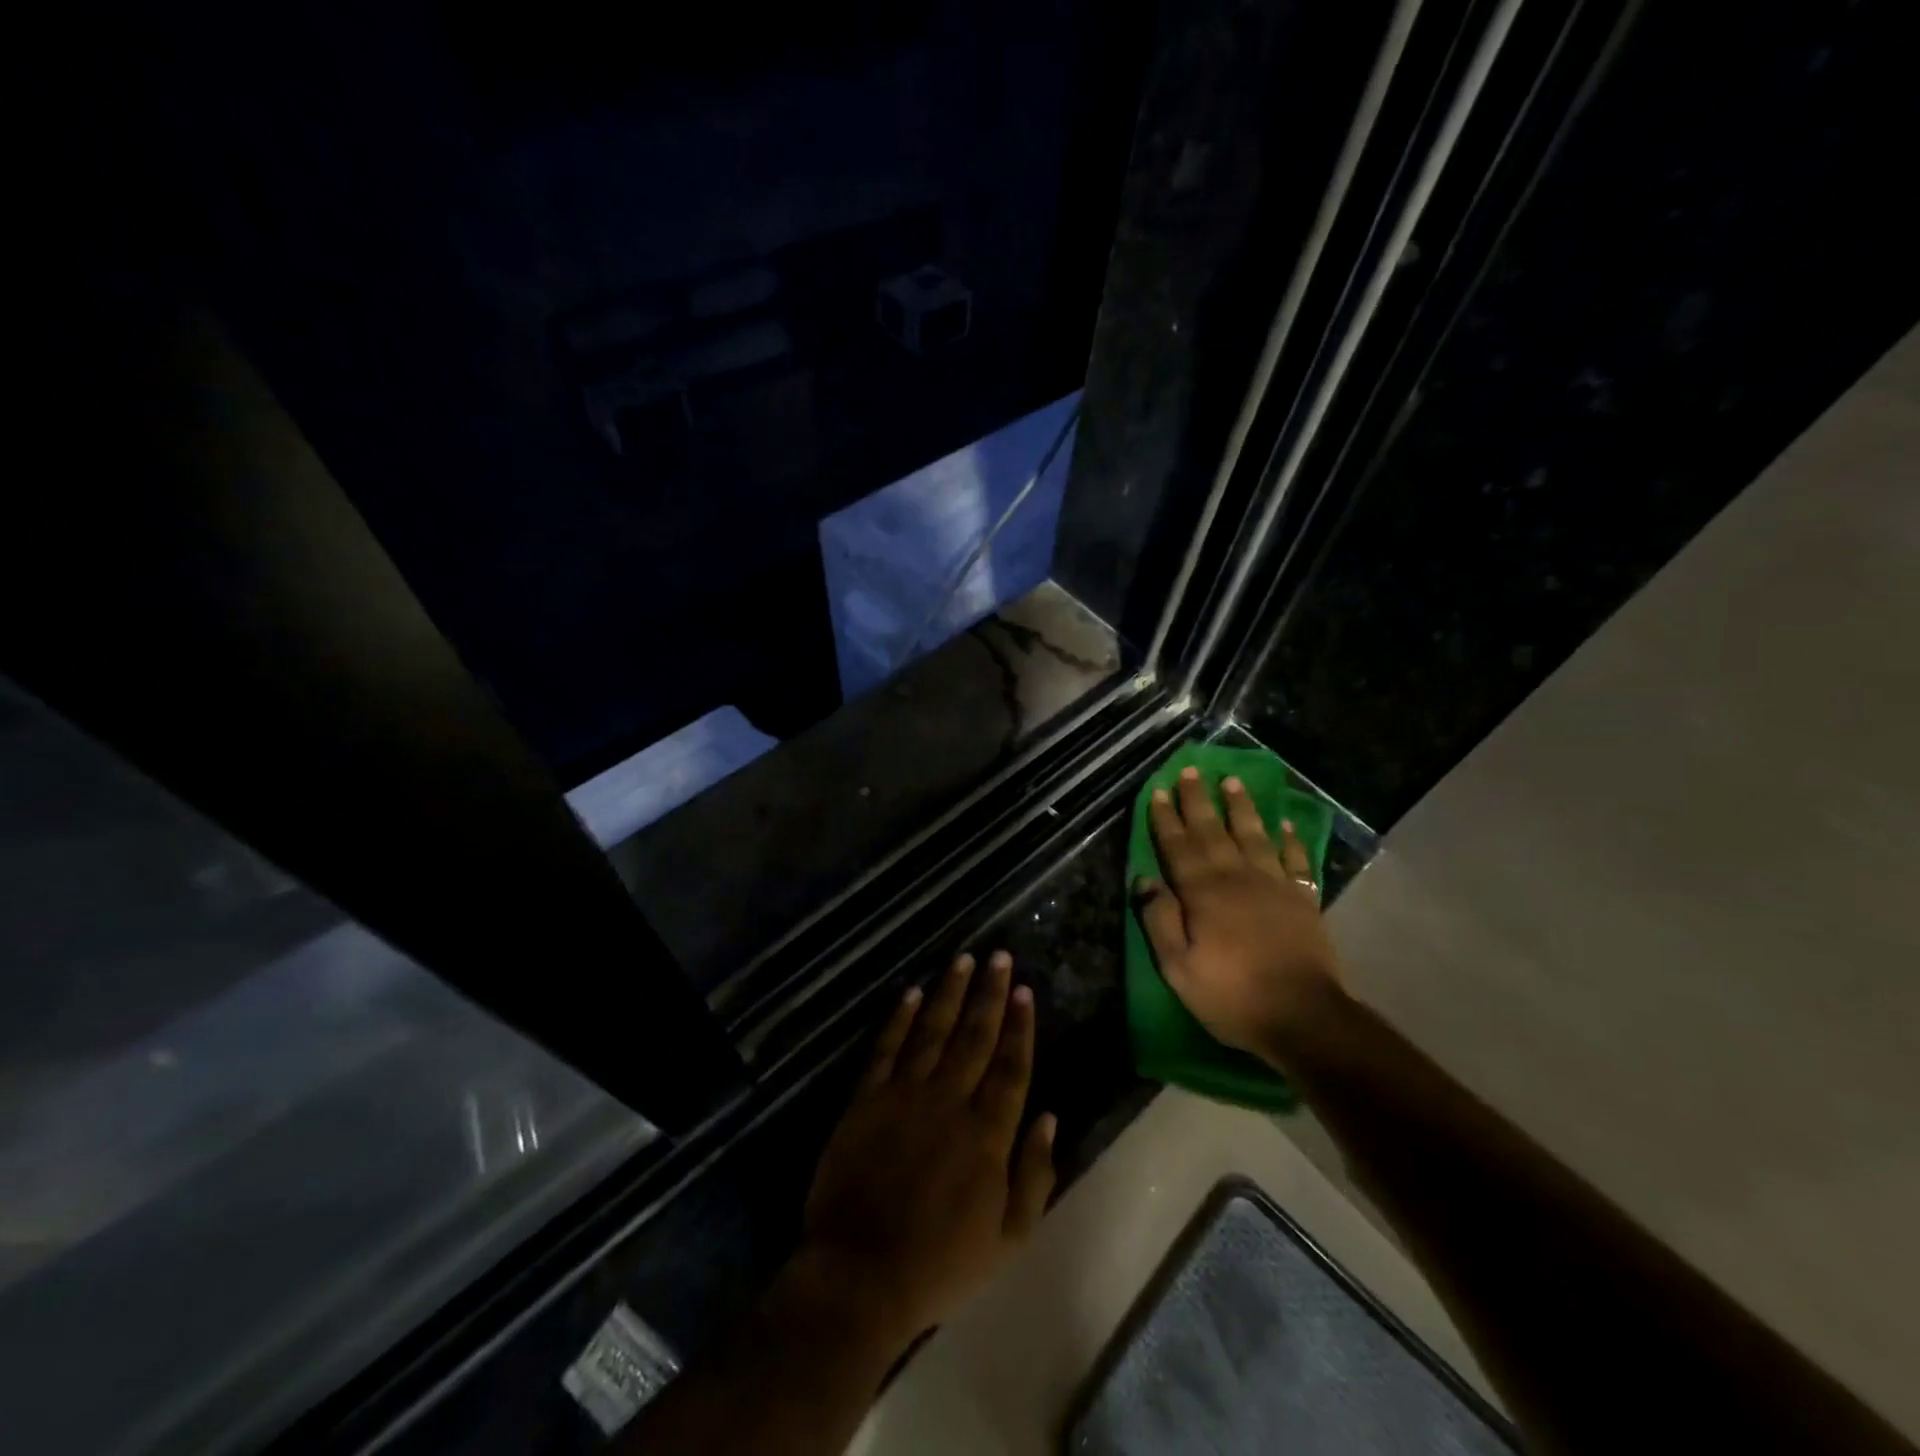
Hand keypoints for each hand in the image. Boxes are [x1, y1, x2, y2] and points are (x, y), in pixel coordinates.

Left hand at [794, 951, 1056, 1355]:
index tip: (1026, 990)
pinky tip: (912, 992)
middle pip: (975, 1036)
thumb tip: (1050, 1116)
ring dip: (949, 992)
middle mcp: (949, 1101)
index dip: (1020, 1026)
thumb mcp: (1008, 1238)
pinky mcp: (866, 1099)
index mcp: (987, 1133)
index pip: (1010, 1066)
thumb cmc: (940, 1264)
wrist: (860, 1275)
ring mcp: (904, 1095)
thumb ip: (1034, 1175)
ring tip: (963, 959)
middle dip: (990, 994)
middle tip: (1000, 956)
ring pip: (933, 1031)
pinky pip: (886, 1048)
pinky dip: (900, 1018)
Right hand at [1138, 766, 1345, 1059]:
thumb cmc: (1232, 995)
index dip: (1167, 819)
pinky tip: (1286, 824)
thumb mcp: (1179, 969)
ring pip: (1254, 836)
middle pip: (1213, 832)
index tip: (1160, 791)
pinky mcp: (1303, 899)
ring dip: (1241, 808)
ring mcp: (1274, 886)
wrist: (1304, 1017)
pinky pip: (1296, 860)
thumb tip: (1144, 881)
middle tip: (1191, 771)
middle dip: (1199, 801)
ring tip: (1232, 781)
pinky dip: (1291, 840)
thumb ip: (1159, 921)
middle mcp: (1237, 878)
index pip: (1179, 847)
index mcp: (1203, 894)